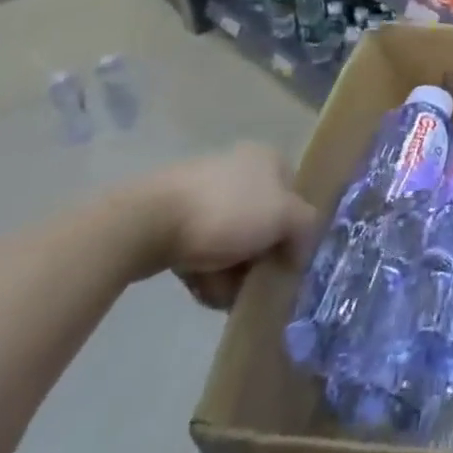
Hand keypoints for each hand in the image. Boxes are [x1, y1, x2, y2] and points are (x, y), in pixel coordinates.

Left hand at [132, 143, 319, 309]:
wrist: (146, 223)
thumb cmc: (227, 212)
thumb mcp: (284, 217)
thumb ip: (306, 228)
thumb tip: (300, 249)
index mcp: (268, 158)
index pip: (295, 196)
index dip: (294, 230)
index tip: (286, 262)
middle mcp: (238, 167)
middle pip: (263, 222)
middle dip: (259, 258)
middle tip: (255, 284)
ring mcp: (201, 191)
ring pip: (231, 239)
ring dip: (232, 271)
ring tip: (223, 294)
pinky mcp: (170, 217)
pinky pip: (200, 248)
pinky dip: (205, 270)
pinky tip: (200, 288)